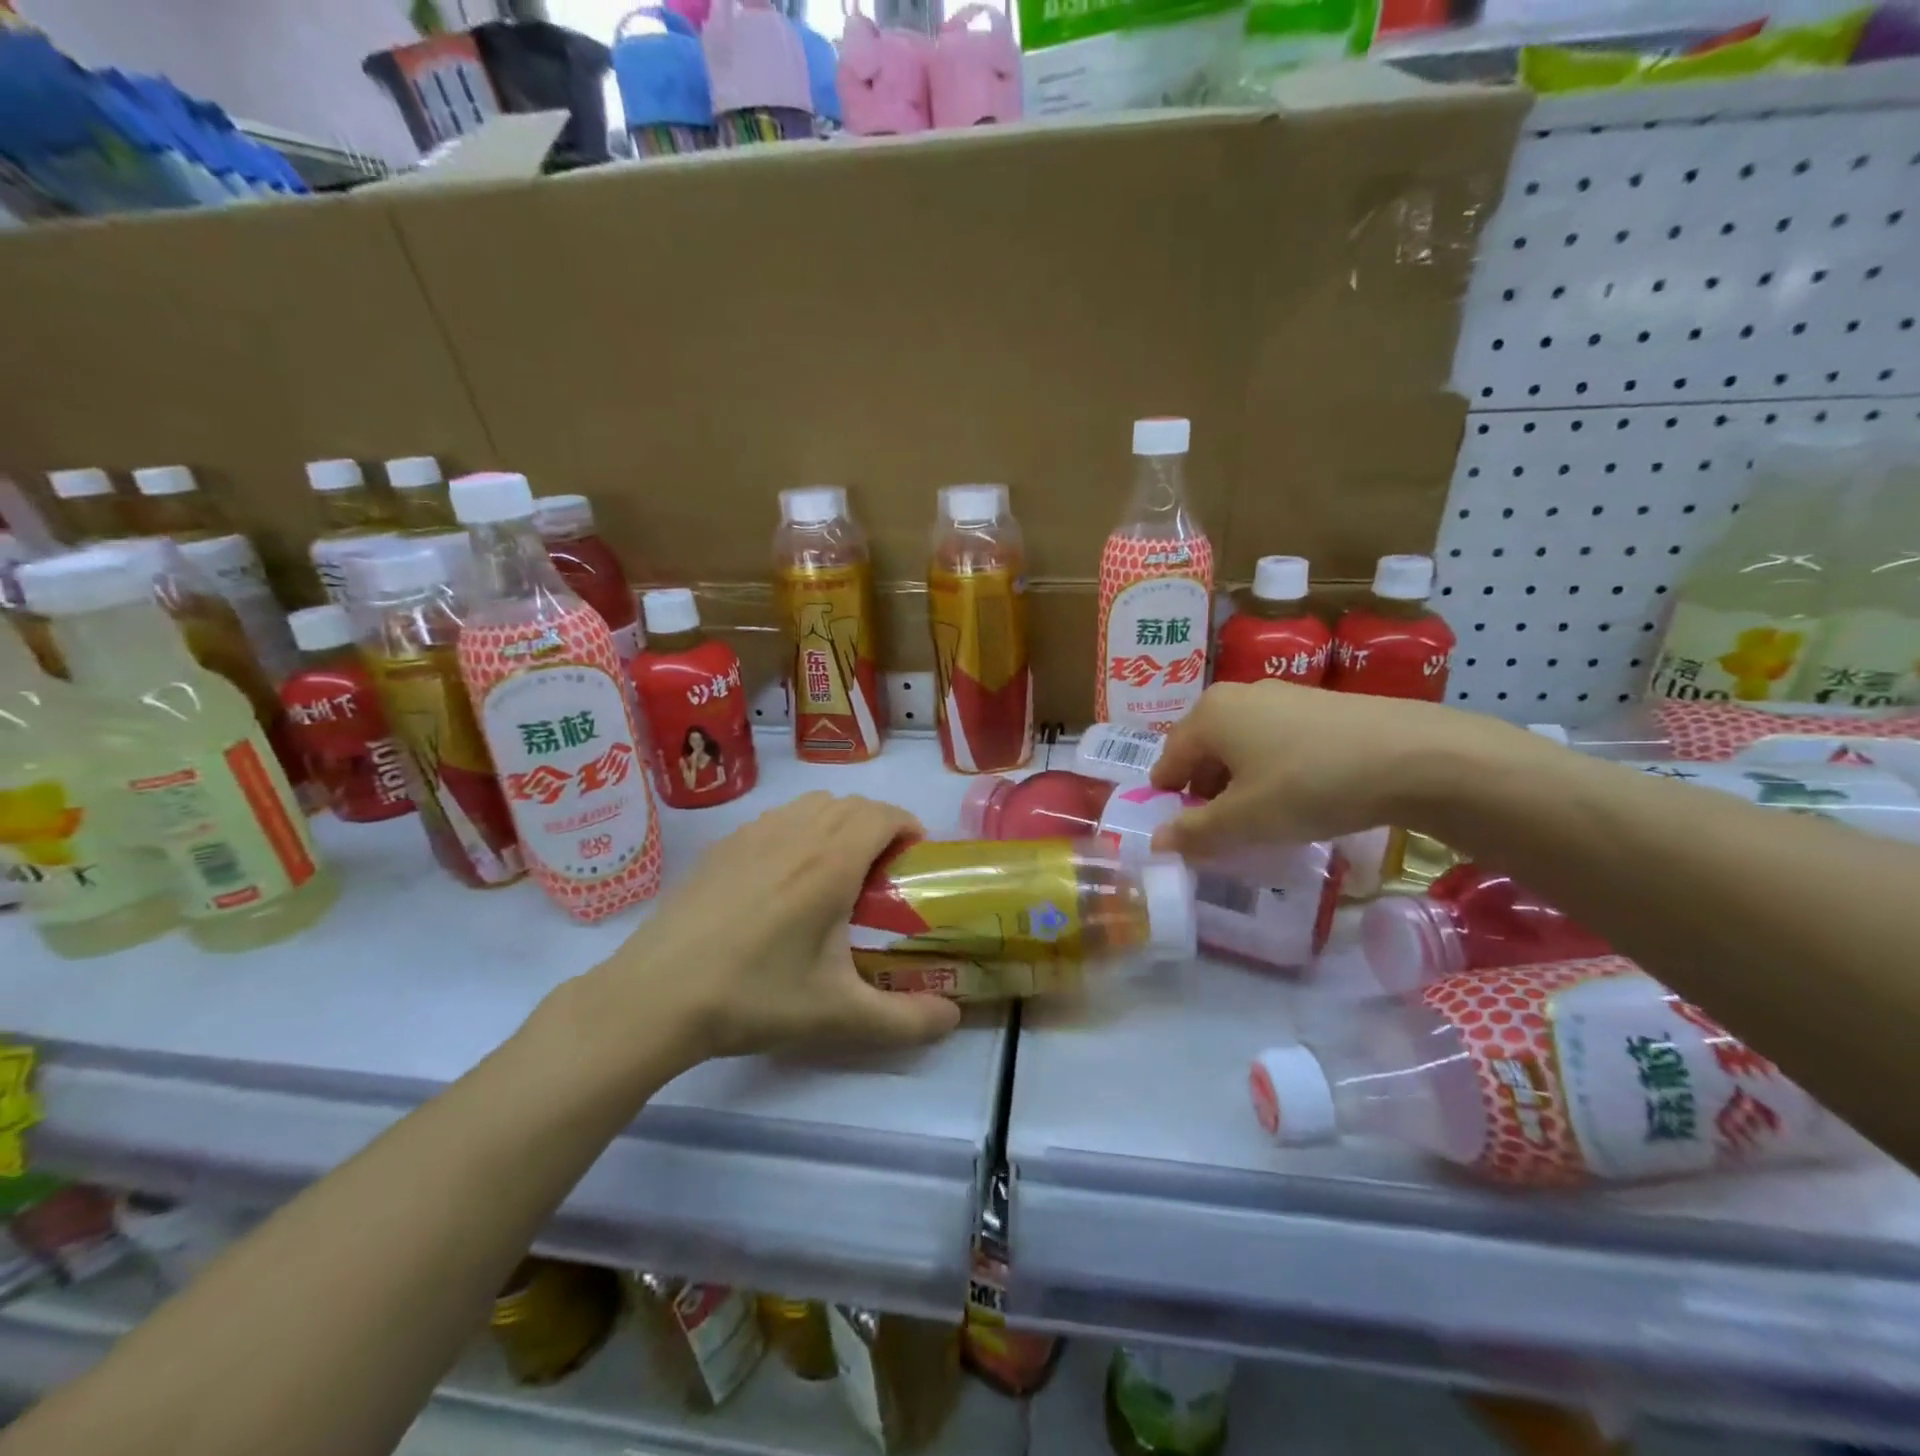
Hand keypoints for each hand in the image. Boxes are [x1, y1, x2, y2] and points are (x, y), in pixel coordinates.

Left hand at [589, 791, 961, 1062]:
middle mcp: (796, 833)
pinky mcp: (722, 845)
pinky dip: (799, 830)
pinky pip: (777, 818)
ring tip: (837, 870)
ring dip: (838, 822)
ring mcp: (753, 833)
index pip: (884, 814)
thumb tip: (952, 1018)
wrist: (655, 996)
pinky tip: (784, 879)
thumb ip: (906, 1020)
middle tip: (883, 871)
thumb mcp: (839, 1016)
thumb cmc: (754, 997)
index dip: (909, 827)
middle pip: (852, 803)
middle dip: (878, 825)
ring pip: (812, 805)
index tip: (916, 859)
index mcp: (831, 861)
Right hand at [1147, 680, 1513, 856]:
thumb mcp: (1245, 820)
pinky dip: (1271, 770)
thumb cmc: (1309, 784)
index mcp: (1208, 715)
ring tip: (1262, 818)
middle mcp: (1237, 696)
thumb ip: (1195, 831)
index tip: (1184, 834)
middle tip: (1221, 832)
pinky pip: (1274, 741)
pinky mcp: (1318, 705)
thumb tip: (1157, 842)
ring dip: (1239, 783)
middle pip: (1203, 751)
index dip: (1169, 801)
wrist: (1413, 756)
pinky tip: (1298, 796)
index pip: (1168, 761)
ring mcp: (1281, 696)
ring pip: (1240, 746)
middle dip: (1205, 793)